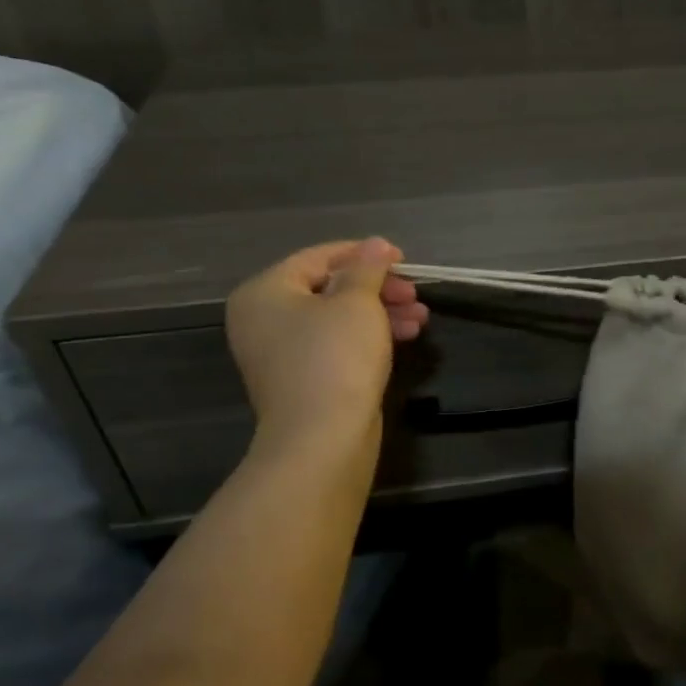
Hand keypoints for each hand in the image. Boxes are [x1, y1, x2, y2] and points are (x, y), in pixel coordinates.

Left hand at [225, 238, 427, 459]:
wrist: (322, 440)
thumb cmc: (335, 358)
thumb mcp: (357, 302)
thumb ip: (367, 268)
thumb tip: (375, 245)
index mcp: (265, 292)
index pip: (319, 257)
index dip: (364, 254)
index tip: (403, 258)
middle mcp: (265, 319)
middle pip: (329, 288)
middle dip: (378, 288)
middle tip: (415, 294)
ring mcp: (282, 353)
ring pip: (338, 319)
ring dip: (381, 313)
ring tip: (421, 319)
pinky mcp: (303, 379)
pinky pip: (337, 345)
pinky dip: (369, 337)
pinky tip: (405, 337)